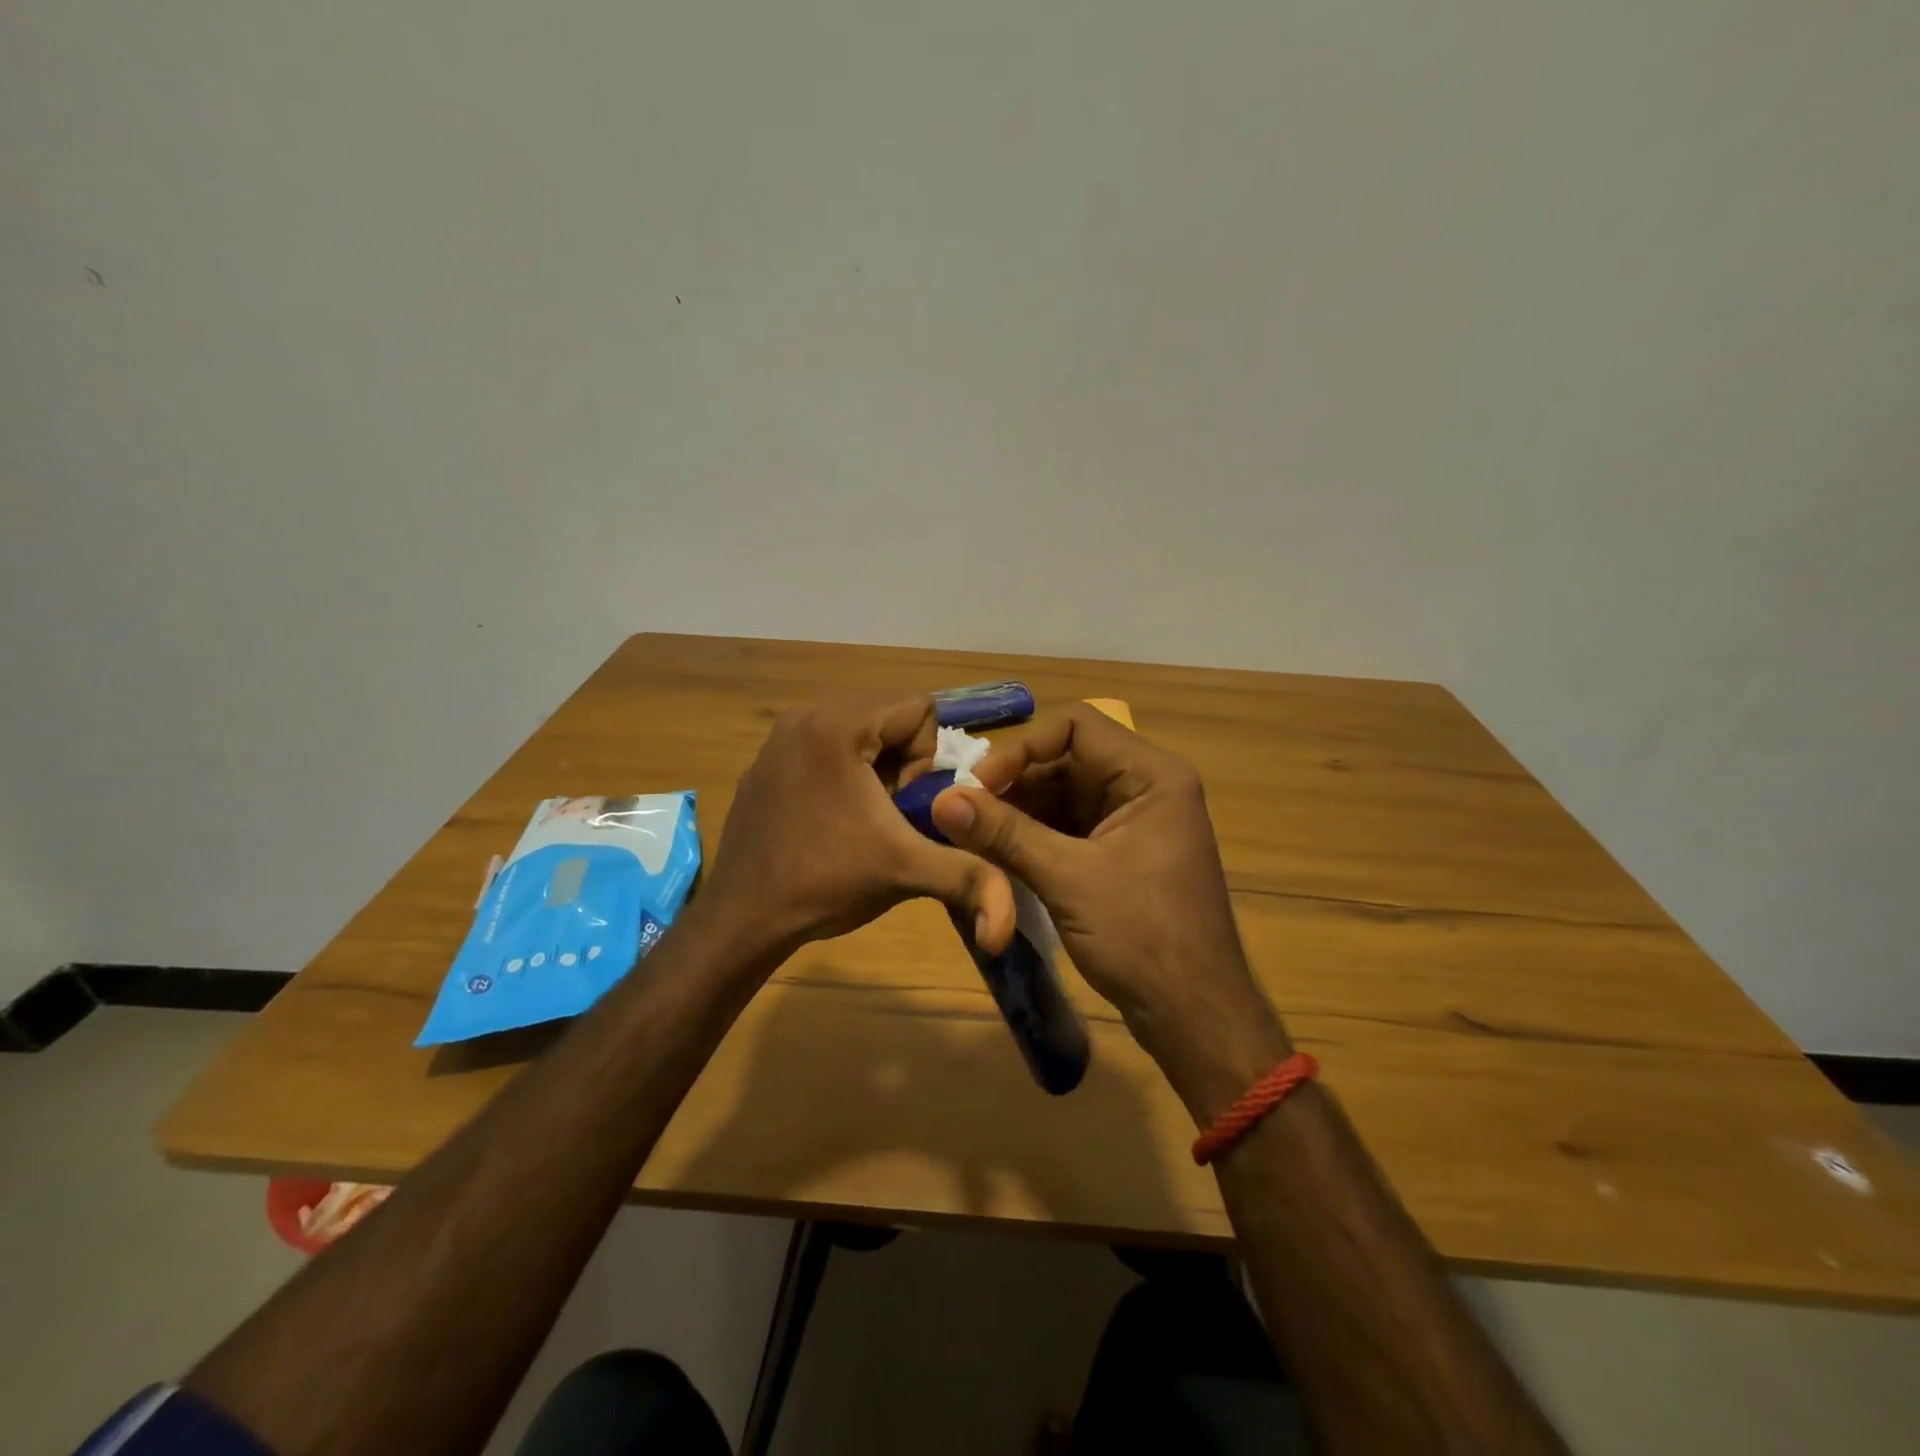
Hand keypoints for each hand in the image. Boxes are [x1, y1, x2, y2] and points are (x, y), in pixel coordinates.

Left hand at [699, 699, 1016, 963]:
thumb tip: (1010, 927)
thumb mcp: (906, 872)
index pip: (920, 710)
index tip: (904, 809)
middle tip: (888, 818)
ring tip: (863, 822)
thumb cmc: (824, 883)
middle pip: (890, 719)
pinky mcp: (766, 762)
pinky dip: (845, 777)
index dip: (928, 762)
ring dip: (877, 773)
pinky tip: (832, 824)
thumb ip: (970, 878)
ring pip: (861, 735)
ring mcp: (779, 738)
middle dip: (904, 767)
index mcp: (837, 723)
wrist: (741, 919)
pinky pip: (828, 749)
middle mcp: (805, 716)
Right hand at [929, 704, 1288, 1119]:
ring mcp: (1135, 821)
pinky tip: (998, 851)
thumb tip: (942, 799)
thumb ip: (1004, 833)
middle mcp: (1146, 787)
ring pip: (1064, 793)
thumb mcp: (1067, 879)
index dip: (1022, 747)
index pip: (1076, 725)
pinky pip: (1070, 826)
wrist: (1194, 1015)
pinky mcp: (1122, 853)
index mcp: (1151, 775)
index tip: (978, 783)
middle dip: (1015, 782)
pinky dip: (1034, 834)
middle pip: (1068, 758)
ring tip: (972, 832)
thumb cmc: (1143, 938)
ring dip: (1019, 809)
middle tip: (964, 810)